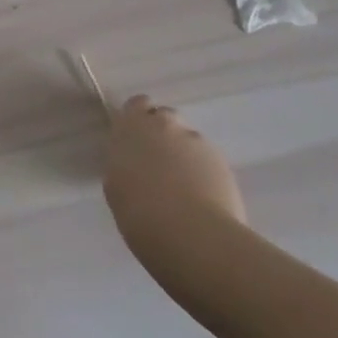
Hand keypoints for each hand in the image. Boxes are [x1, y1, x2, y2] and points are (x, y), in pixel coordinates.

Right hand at [104, 95, 246, 274]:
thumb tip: (136, 164)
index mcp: (132, 127)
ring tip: (183, 189)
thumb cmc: (139, 212)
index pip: (136, 104)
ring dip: (184, 155)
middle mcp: (164, 125)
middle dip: (162, 134)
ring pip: (188, 140)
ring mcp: (196, 140)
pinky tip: (202, 199)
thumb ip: (125, 163)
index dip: (138, 119)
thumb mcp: (116, 185)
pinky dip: (203, 172)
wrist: (190, 233)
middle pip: (165, 118)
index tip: (136, 140)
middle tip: (158, 165)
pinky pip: (208, 159)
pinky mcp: (221, 160)